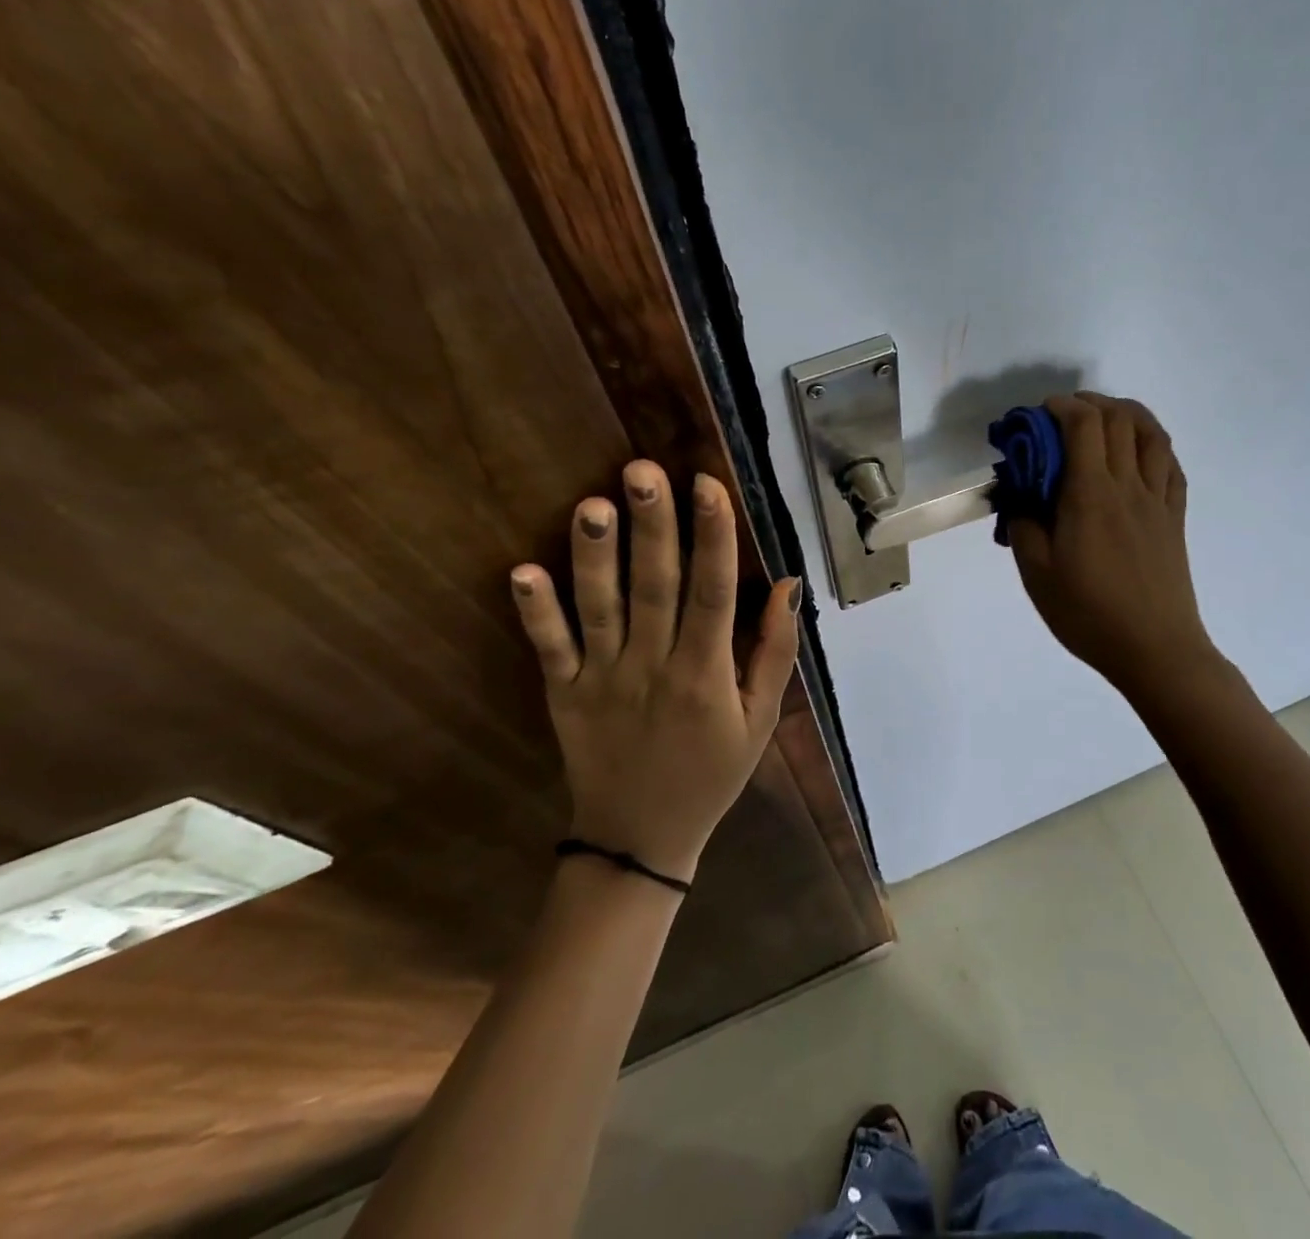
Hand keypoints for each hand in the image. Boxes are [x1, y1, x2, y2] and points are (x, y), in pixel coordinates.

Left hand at [509, 461, 801, 884]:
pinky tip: (522, 572)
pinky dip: (536, 612)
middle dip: (652, 526)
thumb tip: (787, 584)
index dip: (713, 536)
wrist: (640, 838)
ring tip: (592, 504)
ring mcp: (603, 680)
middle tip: (642, 470)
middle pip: (655, 587)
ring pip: (600, 609)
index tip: (707, 484)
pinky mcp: (564, 694)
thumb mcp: (761, 719)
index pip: (713, 592)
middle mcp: (654, 667)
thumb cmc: (711, 773)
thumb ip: (775, 652)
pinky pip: (550, 649)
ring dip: (594, 556)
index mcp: (706, 673)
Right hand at [1008, 393, 1215, 702]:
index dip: (1061, 407)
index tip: (1037, 415)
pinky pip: (1171, 464)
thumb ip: (1023, 525)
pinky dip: (1152, 443)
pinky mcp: (1175, 517)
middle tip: (1062, 416)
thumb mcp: (1036, 573)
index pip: (1083, 425)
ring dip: (1126, 414)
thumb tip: (1019, 497)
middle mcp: (1129, 485)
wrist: (1154, 649)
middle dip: (1088, 404)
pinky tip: (1137, 453)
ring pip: (1152, 433)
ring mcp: (1158, 499)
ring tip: (1102, 420)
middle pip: (1119, 419)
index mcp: (1091, 495)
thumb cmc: (1088, 613)